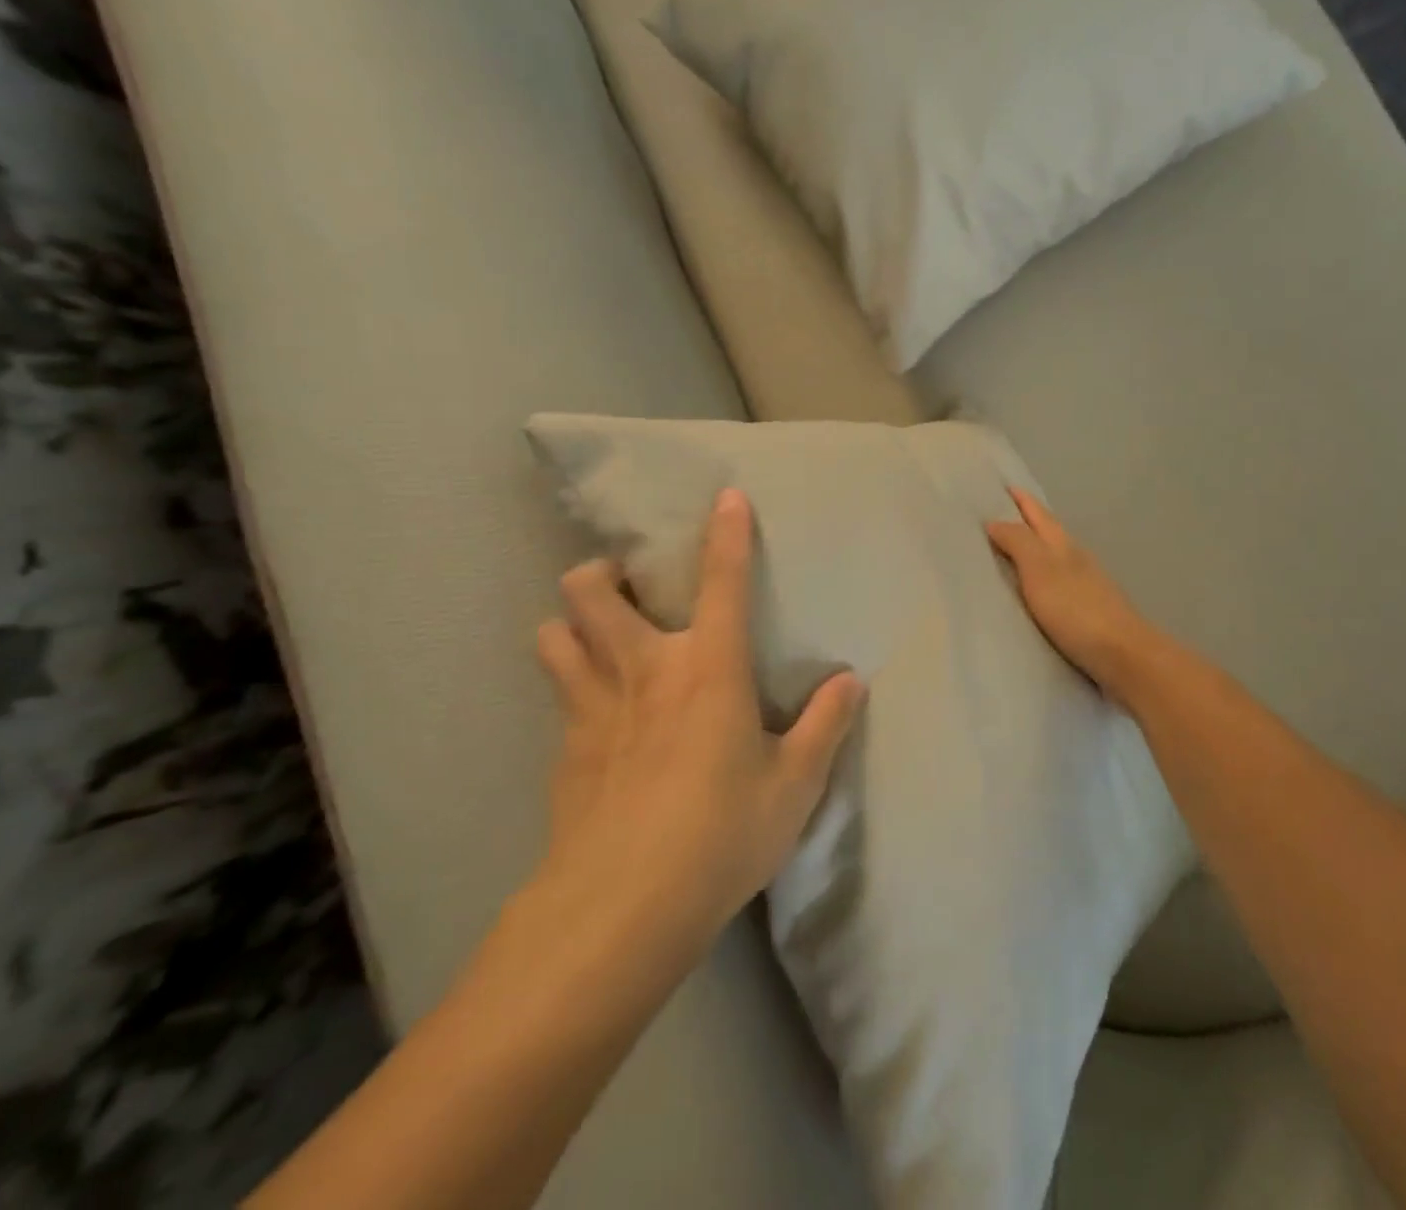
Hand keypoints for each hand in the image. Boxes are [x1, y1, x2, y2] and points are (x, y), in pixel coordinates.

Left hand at [531, 488, 861, 958]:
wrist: (621, 909)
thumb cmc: (721, 835)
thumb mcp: (794, 786)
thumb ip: (825, 726)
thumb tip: (851, 682)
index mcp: (708, 669)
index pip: (722, 583)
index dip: (726, 534)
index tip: (725, 496)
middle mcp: (644, 670)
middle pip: (592, 591)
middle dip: (602, 572)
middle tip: (628, 587)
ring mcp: (592, 707)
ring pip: (554, 634)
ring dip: (571, 622)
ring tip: (598, 636)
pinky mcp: (563, 750)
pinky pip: (557, 694)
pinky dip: (571, 685)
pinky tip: (593, 714)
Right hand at [986, 488, 1154, 700]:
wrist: (1123, 657)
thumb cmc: (1077, 610)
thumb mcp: (1040, 570)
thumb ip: (1018, 543)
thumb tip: (995, 520)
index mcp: (1063, 545)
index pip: (1038, 514)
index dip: (1022, 500)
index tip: (1003, 486)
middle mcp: (1076, 559)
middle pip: (1048, 532)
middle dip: (1027, 521)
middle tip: (999, 514)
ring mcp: (1086, 586)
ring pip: (1055, 558)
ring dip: (1034, 551)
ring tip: (1009, 553)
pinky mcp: (1088, 613)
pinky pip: (1057, 585)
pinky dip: (1041, 580)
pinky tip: (1033, 593)